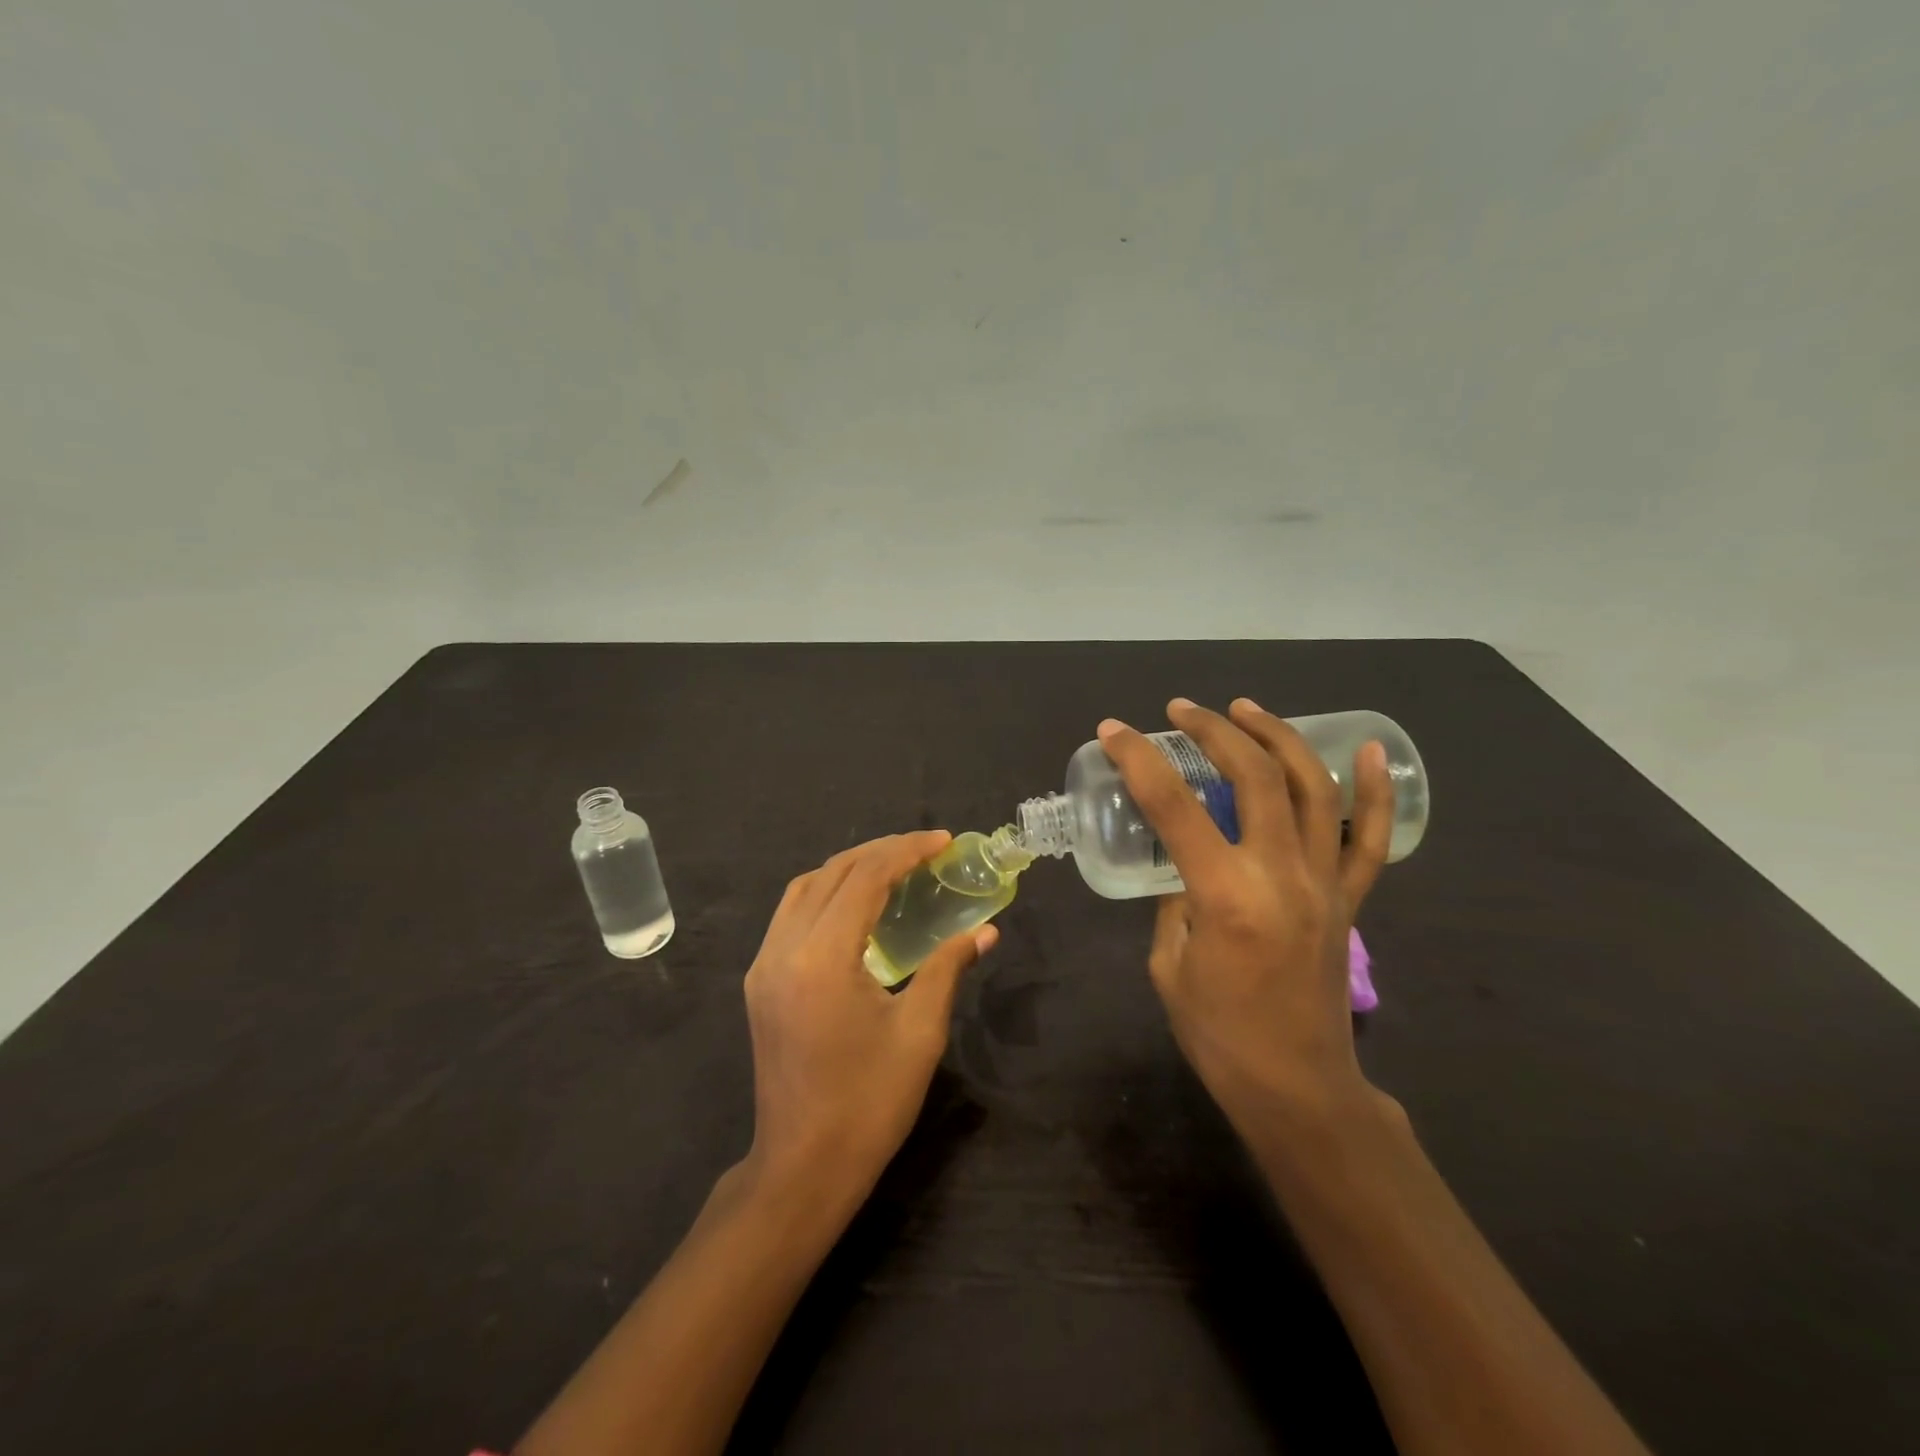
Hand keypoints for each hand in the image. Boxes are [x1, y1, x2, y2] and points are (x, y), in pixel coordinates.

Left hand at [741, 832, 995, 1204]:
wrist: (802, 1168)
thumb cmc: (869, 1104)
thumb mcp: (919, 1033)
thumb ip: (948, 969)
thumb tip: (986, 932)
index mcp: (822, 958)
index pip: (865, 878)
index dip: (906, 851)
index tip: (943, 842)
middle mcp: (783, 949)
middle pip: (832, 873)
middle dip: (881, 852)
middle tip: (926, 849)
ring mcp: (763, 964)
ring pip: (805, 888)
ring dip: (850, 868)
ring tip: (895, 868)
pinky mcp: (759, 981)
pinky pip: (791, 914)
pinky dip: (826, 893)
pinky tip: (857, 906)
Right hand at [1097, 698, 1394, 1134]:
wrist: (1298, 1088)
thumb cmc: (1219, 1036)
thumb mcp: (1169, 964)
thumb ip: (1174, 902)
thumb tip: (1182, 865)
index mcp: (1225, 896)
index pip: (1173, 806)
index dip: (1138, 760)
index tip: (1114, 730)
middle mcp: (1281, 875)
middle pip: (1253, 777)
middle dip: (1213, 731)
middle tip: (1180, 711)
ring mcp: (1324, 883)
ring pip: (1311, 789)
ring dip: (1277, 738)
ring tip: (1245, 709)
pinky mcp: (1349, 900)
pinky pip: (1371, 838)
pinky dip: (1374, 791)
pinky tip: (1368, 750)